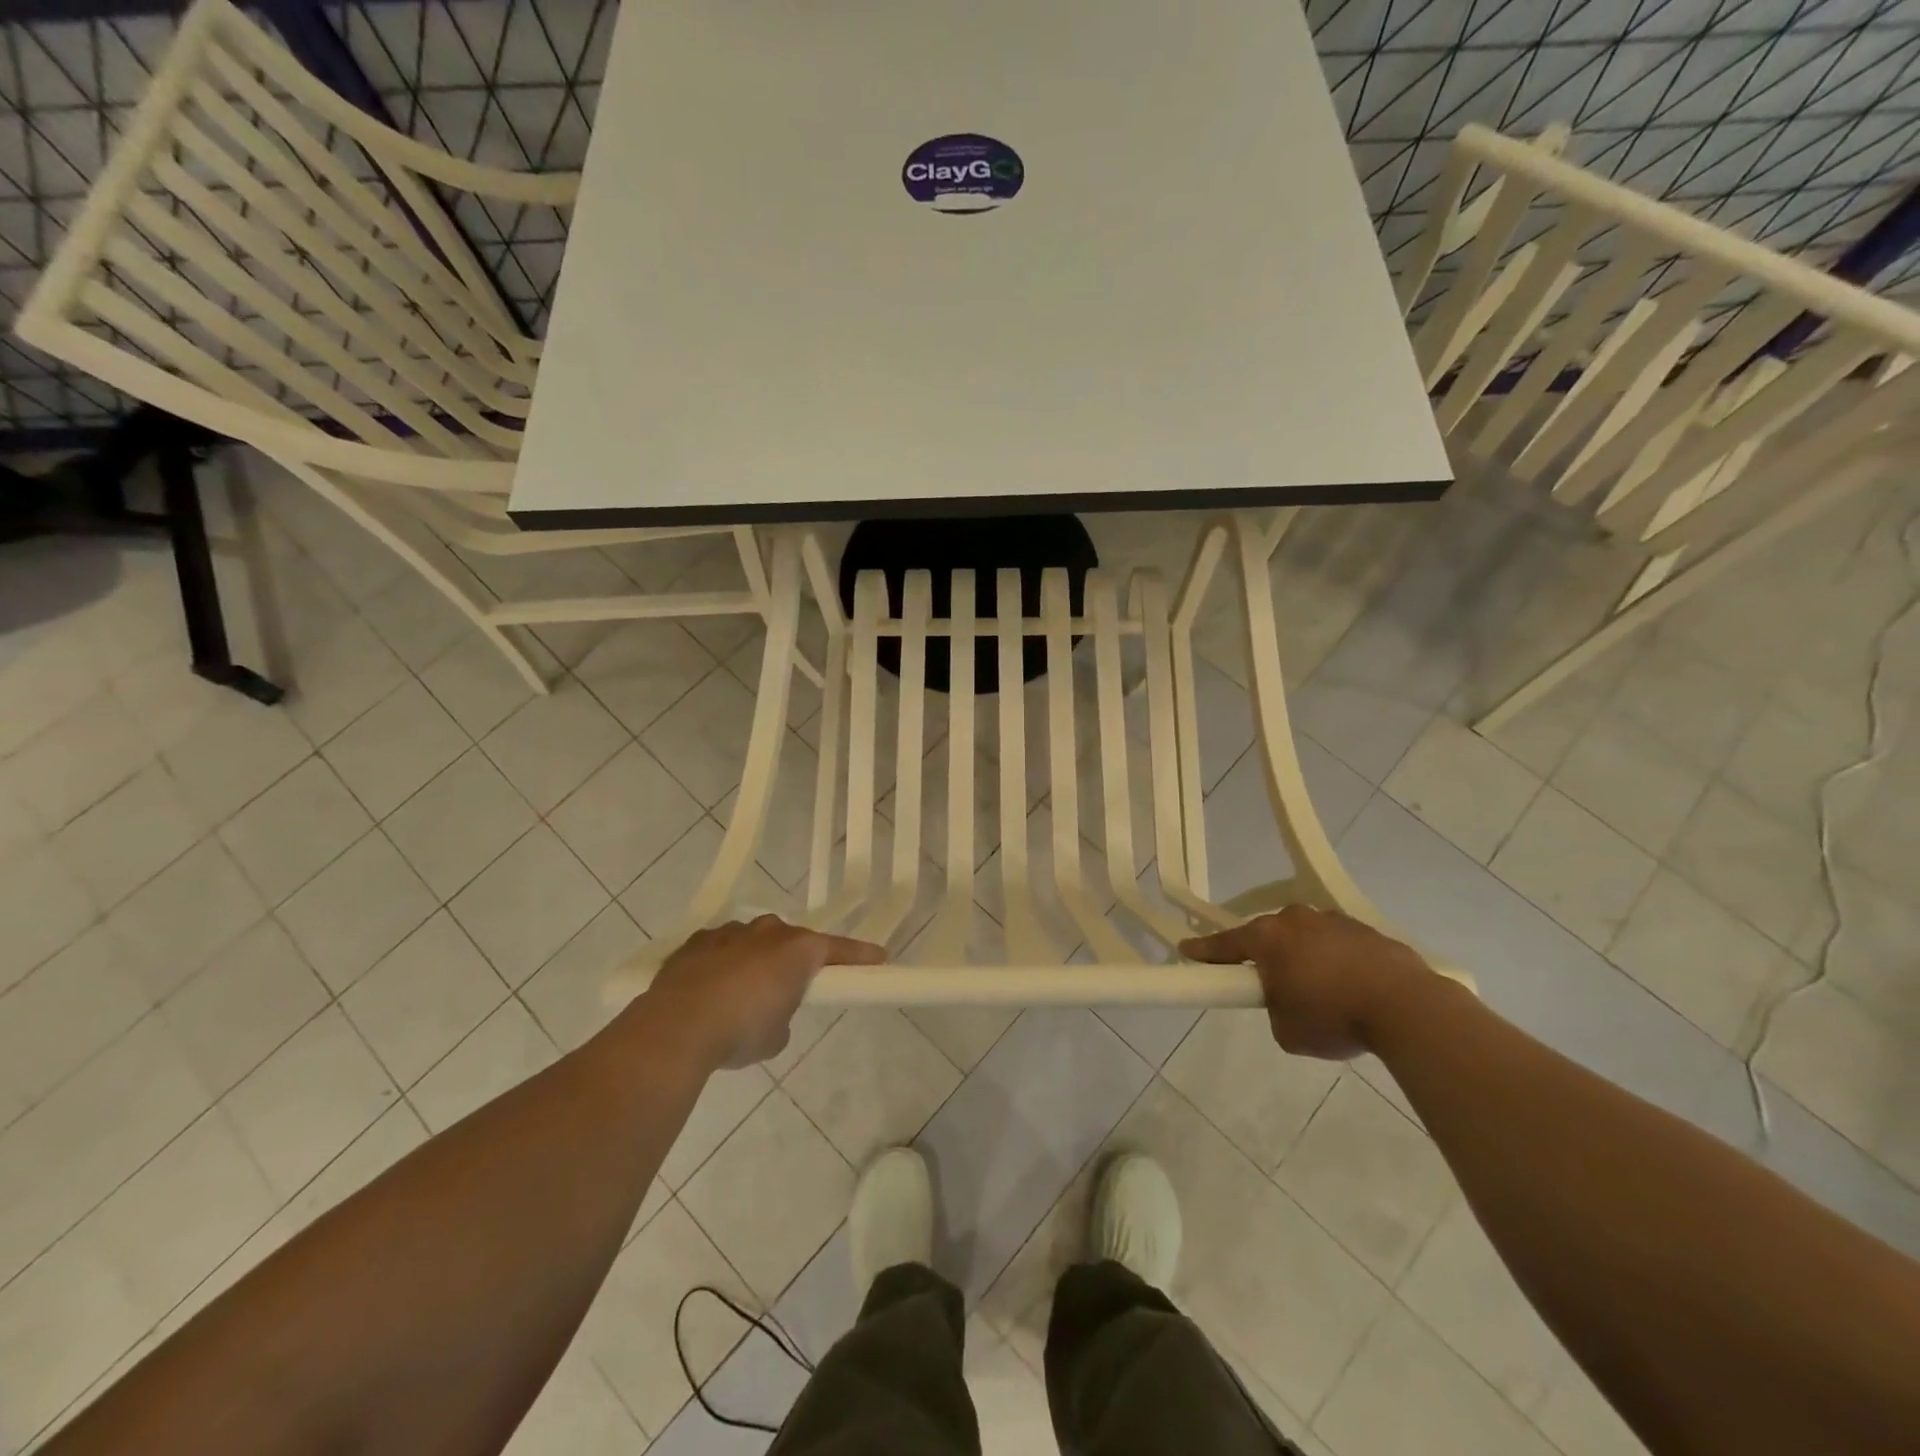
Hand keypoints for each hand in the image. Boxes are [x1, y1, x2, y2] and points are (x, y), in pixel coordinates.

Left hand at [646, 916, 884, 1068]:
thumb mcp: (777, 1036)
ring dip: (755, 961)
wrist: (677, 1027)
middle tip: (790, 989)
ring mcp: (729, 932)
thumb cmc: (741, 1030)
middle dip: (793, 960)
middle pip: (791, 941)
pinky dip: (722, 964)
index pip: (838, 949)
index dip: (860, 956)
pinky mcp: (696, 942)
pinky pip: (720, 949)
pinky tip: (710, 990)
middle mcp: (767, 931)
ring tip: (742, 995)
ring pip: (753, 941)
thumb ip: (784, 1016)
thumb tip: (772, 1013)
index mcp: (797, 949)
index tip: (880, 958)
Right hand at [1180, 906, 1434, 1059]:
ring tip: (1322, 993)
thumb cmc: (1334, 1017)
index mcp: (1268, 938)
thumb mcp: (1287, 1030)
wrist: (1408, 1007)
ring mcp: (1334, 921)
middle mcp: (1296, 920)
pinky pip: (1339, 946)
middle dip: (1266, 957)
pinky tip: (1352, 989)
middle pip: (1269, 935)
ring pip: (1307, 938)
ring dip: (1305, 958)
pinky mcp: (1368, 931)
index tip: (1186, 950)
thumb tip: (1289, 1001)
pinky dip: (1338, 963)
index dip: (1204, 951)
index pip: (1226, 944)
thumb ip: (1275, 1009)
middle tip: (1271, 985)